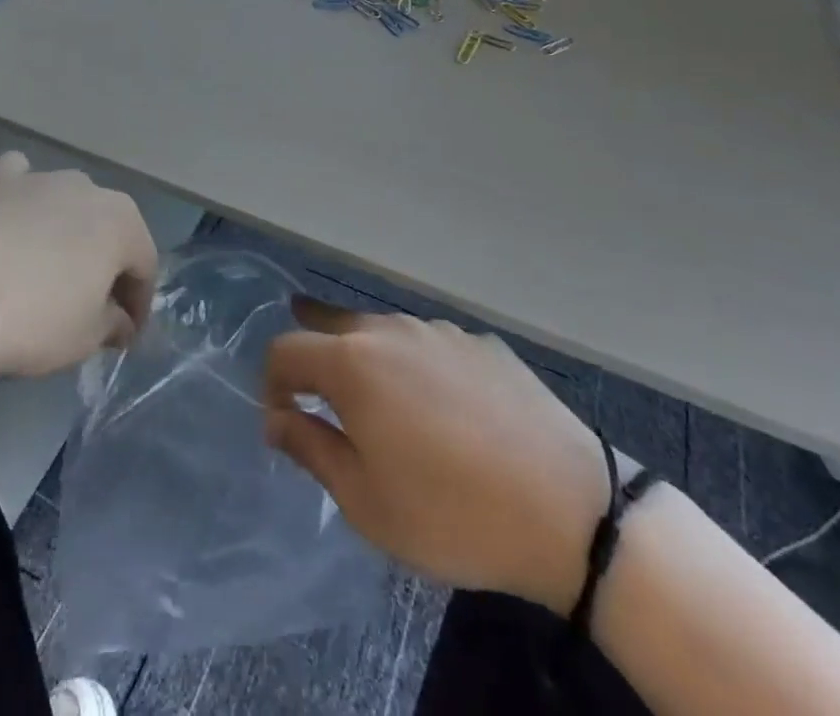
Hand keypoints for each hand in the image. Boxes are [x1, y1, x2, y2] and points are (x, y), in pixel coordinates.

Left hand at [0, 151, 157, 380]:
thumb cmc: (27, 321)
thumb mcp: (83, 339)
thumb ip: (111, 325)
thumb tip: (118, 321)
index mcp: (120, 222)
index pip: (144, 264)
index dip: (138, 303)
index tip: (124, 336)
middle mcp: (86, 188)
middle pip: (106, 230)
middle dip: (103, 266)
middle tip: (87, 307)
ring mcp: (37, 177)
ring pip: (63, 206)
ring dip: (62, 235)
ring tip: (39, 276)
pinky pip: (17, 184)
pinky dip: (19, 203)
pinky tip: (5, 226)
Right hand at [264, 301, 615, 612]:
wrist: (568, 507)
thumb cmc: (451, 513)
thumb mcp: (366, 501)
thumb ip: (311, 448)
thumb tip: (276, 419)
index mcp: (353, 362)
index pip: (287, 349)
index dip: (272, 381)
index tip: (281, 418)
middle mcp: (391, 330)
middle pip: (332, 325)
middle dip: (313, 352)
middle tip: (312, 387)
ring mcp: (440, 331)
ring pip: (384, 332)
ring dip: (366, 359)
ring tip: (378, 402)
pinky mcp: (481, 343)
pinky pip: (431, 346)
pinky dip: (417, 366)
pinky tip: (442, 407)